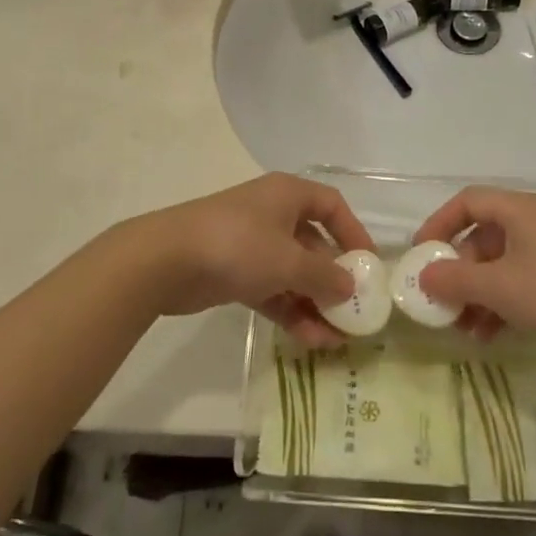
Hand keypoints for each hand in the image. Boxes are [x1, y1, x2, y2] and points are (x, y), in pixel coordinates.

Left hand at [118, 174, 375, 346]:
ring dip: (314, 303)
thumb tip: (351, 286)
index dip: (353, 232)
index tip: (369, 265)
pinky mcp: (234, 271)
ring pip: (292, 272)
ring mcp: (251, 243)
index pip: (332, 205)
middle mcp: (273, 214)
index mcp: (288, 195)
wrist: (166, 260)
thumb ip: (324, 276)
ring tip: (335, 340)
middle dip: (333, 280)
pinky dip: (290, 310)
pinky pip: (272, 289)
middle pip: (314, 244)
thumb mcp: (289, 260)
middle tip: (354, 314)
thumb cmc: (238, 245)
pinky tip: (309, 339)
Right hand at [414, 186, 535, 377]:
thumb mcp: (498, 286)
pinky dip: (498, 306)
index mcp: (519, 210)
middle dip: (458, 269)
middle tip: (440, 299)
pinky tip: (486, 336)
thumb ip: (455, 278)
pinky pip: (518, 287)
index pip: (468, 202)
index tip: (421, 253)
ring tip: (460, 327)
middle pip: (482, 237)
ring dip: (475, 294)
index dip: (440, 223)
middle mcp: (533, 225)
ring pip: (499, 266)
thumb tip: (423, 275)